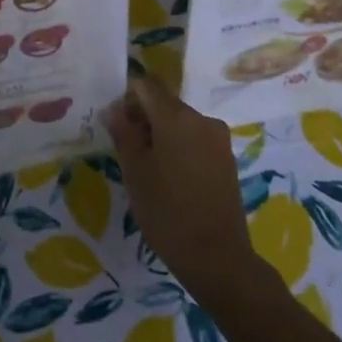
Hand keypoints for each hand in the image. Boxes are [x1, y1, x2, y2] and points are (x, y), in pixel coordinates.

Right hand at [108, 75, 264, 306]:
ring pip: (181, 122)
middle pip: (165, 103)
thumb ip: (123, 134)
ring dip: (161, 133)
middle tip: (125, 147)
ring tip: (147, 166)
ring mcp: (218, 139)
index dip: (127, 96)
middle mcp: (202, 119)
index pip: (147, 85)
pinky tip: (170, 176)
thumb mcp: (135, 172)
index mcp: (176, 116)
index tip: (115, 121)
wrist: (217, 257)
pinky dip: (180, 146)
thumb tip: (113, 110)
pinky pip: (196, 139)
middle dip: (143, 117)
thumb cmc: (167, 211)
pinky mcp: (227, 159)